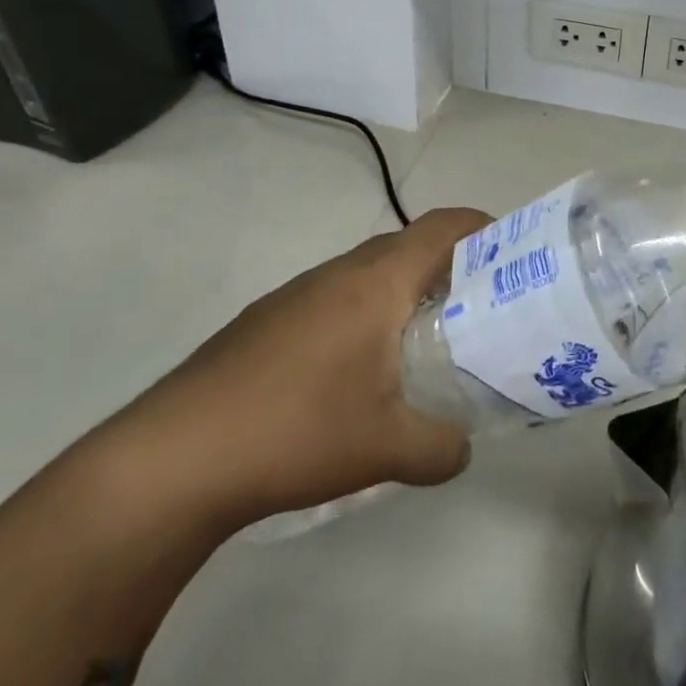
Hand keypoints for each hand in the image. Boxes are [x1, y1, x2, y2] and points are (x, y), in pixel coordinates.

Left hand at [102, 207, 491, 531]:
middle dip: (449, 265)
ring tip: (423, 338)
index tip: (513, 251)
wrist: (172, 458)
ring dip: (402, 290)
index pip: (443, 227)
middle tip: (478, 305)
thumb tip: (462, 448)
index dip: (483, 228)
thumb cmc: (295, 431)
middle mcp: (338, 273)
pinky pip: (334, 297)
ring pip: (368, 272)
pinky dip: (363, 312)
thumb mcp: (385, 448)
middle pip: (408, 245)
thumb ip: (441, 446)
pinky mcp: (266, 320)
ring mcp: (296, 293)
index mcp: (376, 282)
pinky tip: (356, 370)